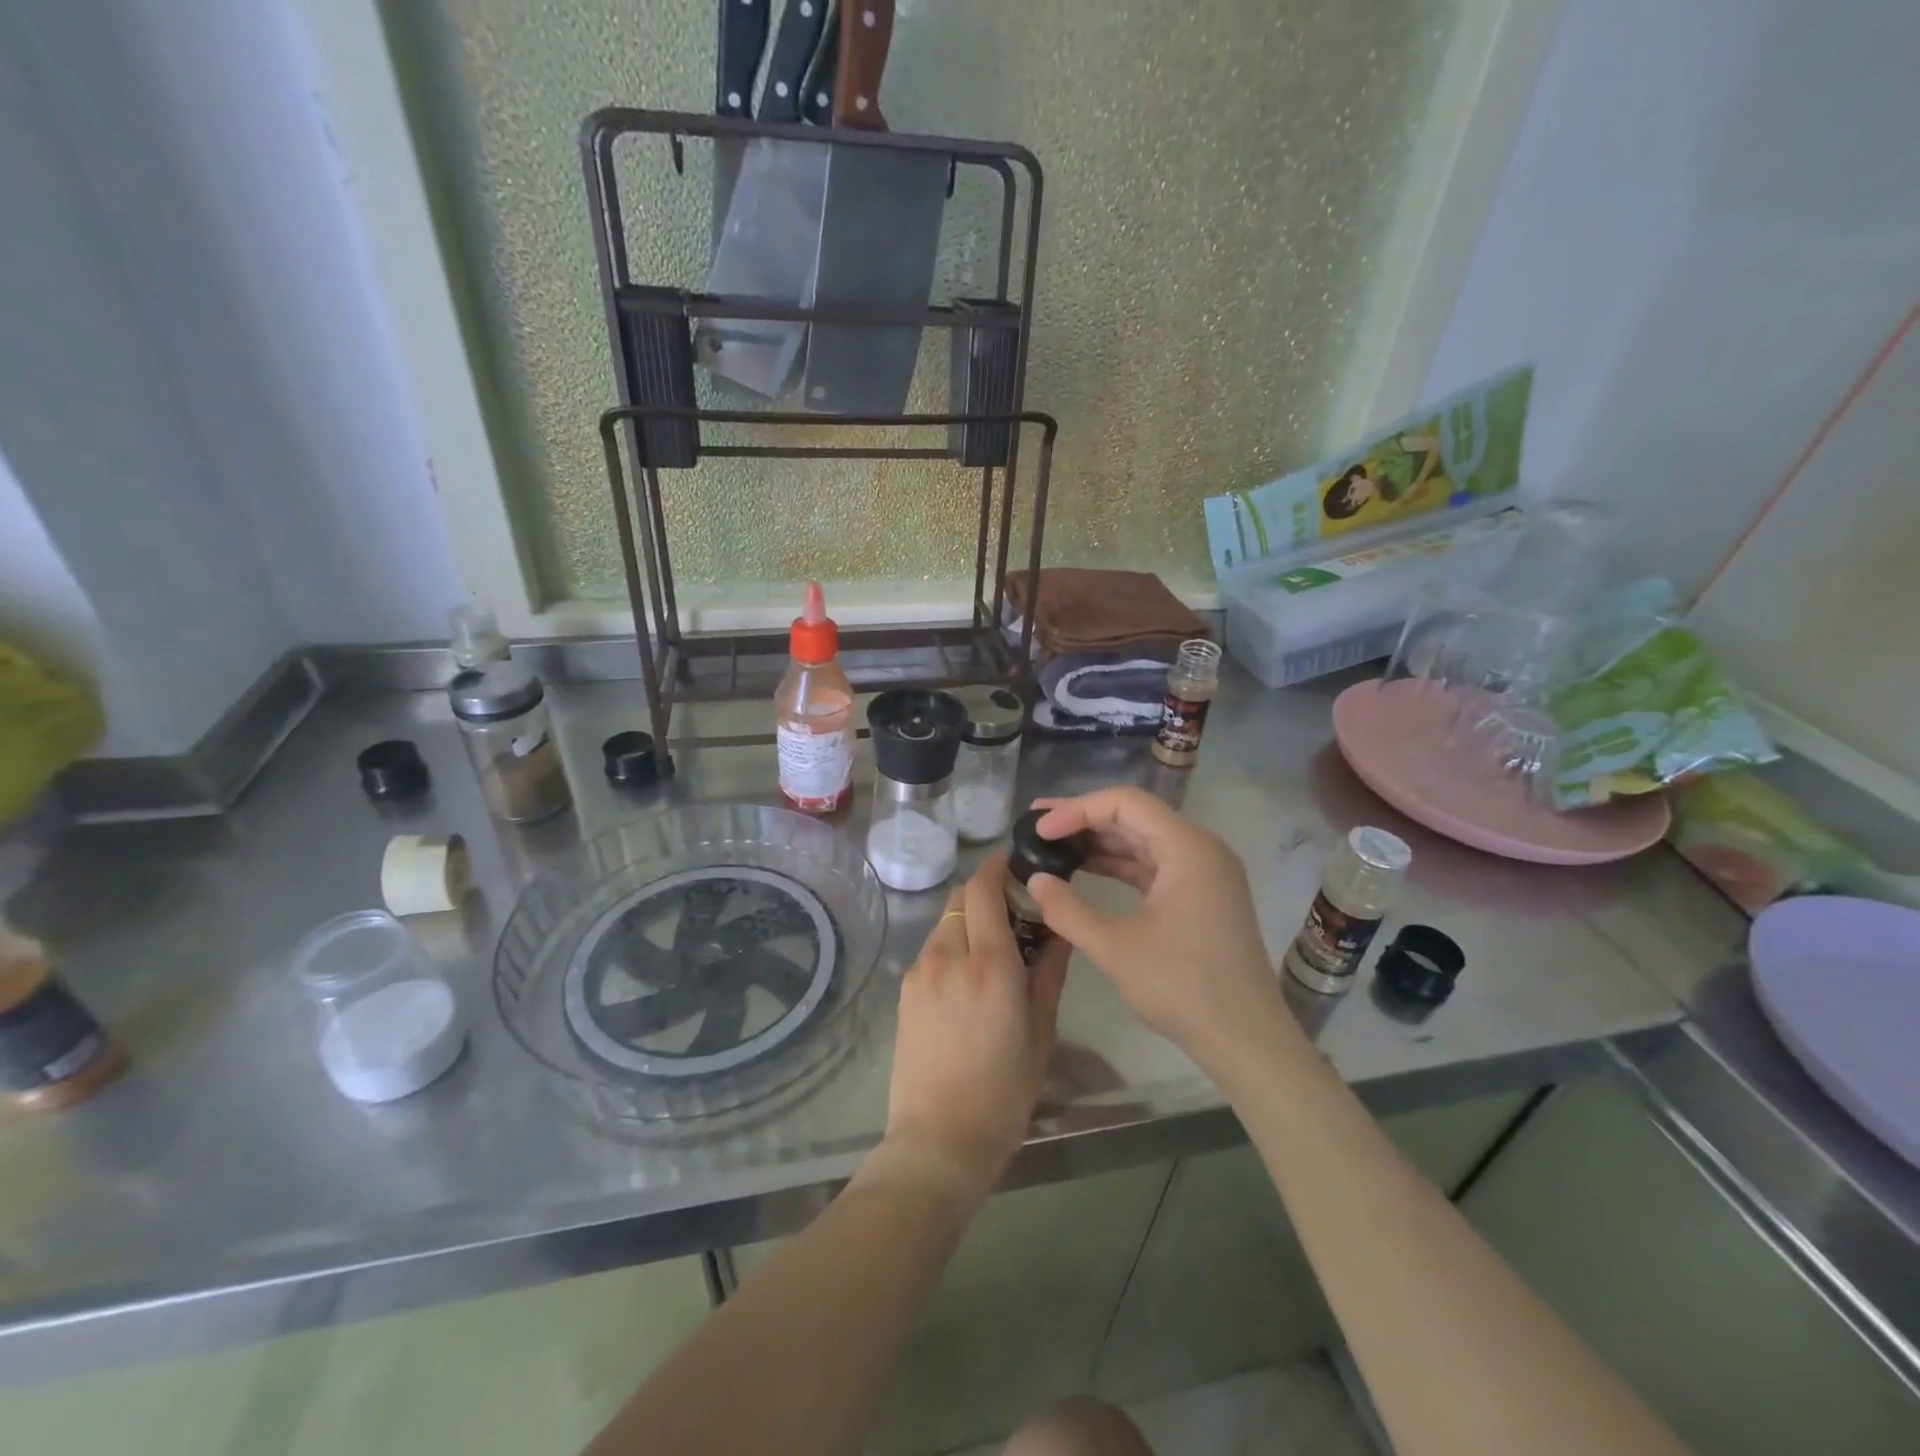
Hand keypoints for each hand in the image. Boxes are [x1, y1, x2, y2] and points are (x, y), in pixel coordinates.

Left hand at [873, 855, 1068, 1205]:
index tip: (1017, 864)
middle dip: (986, 891)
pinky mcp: (904, 990)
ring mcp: (920, 971)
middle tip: (1013, 910)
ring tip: (993, 948)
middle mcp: (948, 956)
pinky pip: (932, 949)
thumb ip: (1049, 971)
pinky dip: (952, 945)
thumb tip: (1059, 930)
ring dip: (968, 919)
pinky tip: (967, 977)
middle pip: (961, 897)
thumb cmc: (1004, 1092)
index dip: (999, 866)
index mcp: (989, 964)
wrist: (938, 1140)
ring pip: (945, 922)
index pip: (984, 888)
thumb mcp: (1041, 1031)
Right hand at [1026, 788, 1294, 1071]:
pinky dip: (1119, 866)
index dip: (1077, 809)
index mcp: (1188, 848)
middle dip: (1084, 820)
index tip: (1040, 829)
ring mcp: (1204, 874)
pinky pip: (1153, 867)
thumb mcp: (1115, 948)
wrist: (1245, 1040)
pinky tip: (1085, 871)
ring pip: (1143, 842)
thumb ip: (1068, 909)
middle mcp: (1200, 850)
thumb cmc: (1183, 987)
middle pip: (1135, 817)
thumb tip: (1035, 880)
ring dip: (1099, 843)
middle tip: (1036, 826)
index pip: (1125, 804)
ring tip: (1053, 844)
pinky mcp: (1201, 897)